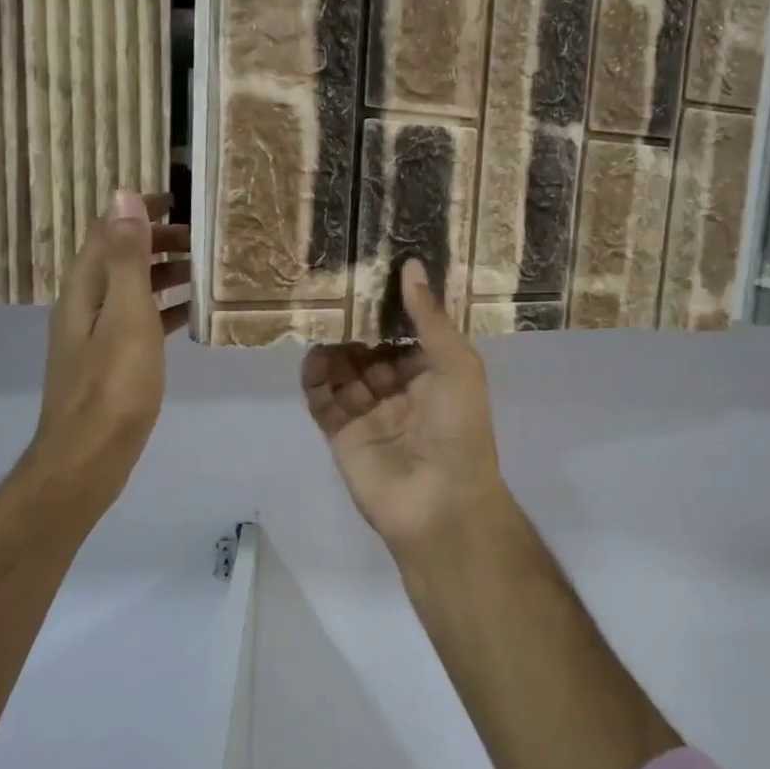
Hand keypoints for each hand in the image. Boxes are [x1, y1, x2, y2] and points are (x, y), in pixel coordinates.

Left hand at [23, 190, 189, 520]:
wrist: (88, 457)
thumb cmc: (113, 386)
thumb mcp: (126, 315)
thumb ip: (126, 257)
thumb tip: (121, 194)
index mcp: (84, 289)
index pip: (107, 231)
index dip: (138, 210)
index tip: (179, 200)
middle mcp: (84, 306)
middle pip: (118, 259)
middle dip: (157, 242)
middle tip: (202, 240)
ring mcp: (95, 337)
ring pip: (131, 291)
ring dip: (163, 275)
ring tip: (204, 272)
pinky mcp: (110, 364)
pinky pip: (139, 322)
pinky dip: (163, 310)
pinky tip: (190, 316)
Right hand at [301, 259, 509, 558]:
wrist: (439, 502)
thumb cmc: (458, 428)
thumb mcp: (455, 364)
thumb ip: (429, 317)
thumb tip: (412, 266)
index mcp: (433, 373)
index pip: (405, 332)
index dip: (389, 307)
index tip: (369, 273)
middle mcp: (400, 390)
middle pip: (370, 349)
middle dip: (355, 325)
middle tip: (332, 289)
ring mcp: (369, 412)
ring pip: (343, 371)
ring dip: (333, 348)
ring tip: (318, 317)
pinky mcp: (341, 433)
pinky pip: (323, 399)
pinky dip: (315, 378)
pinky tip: (312, 355)